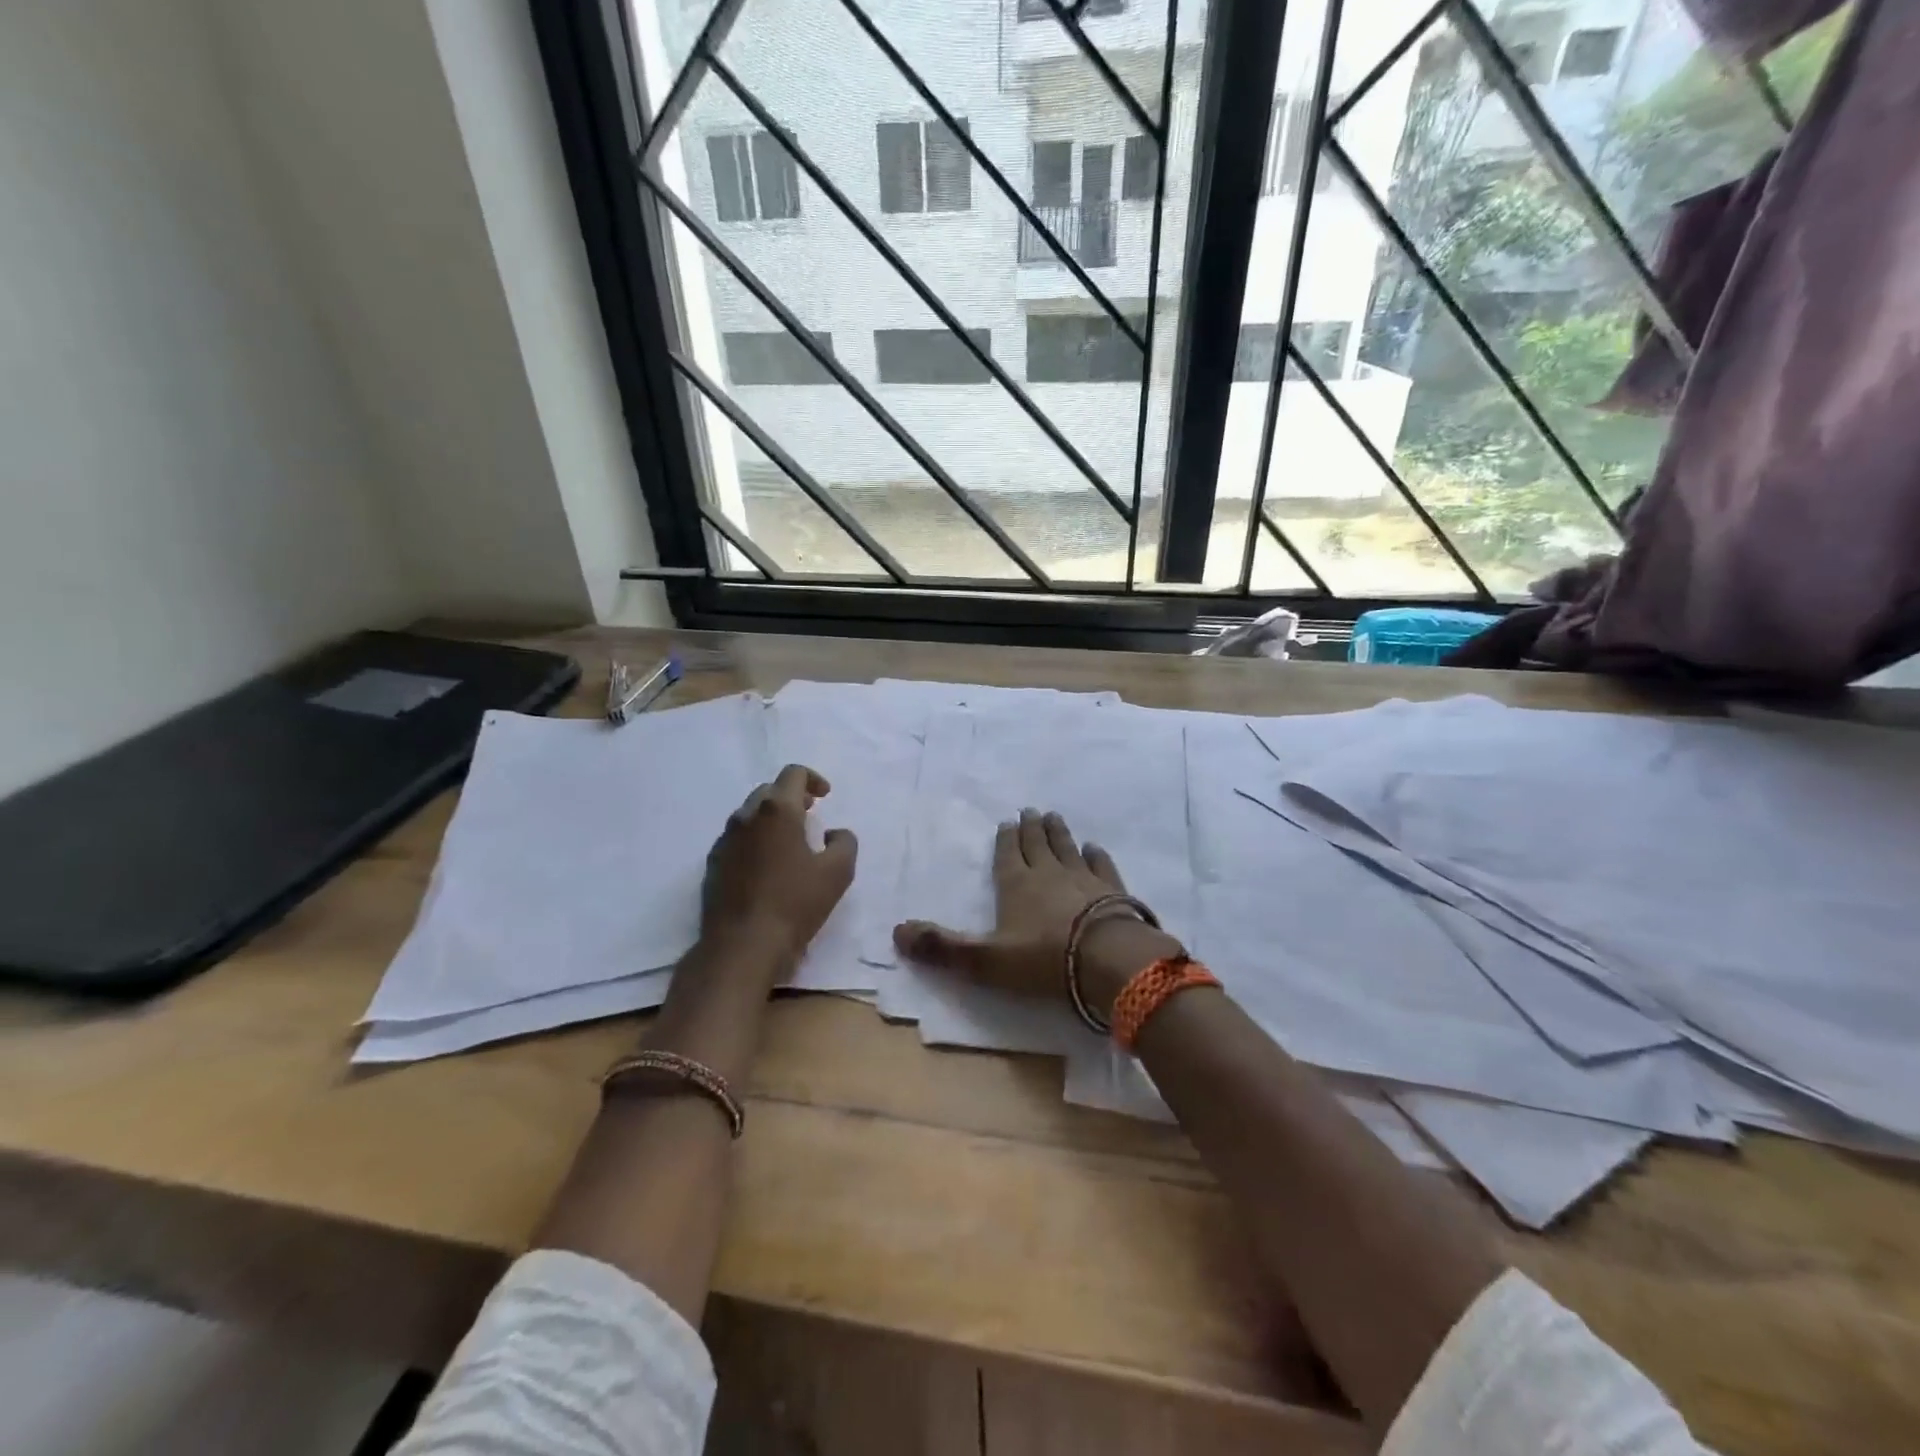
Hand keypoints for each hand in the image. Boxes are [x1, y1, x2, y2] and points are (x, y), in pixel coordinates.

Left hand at [700, 764, 856, 973]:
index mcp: (777, 810)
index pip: (793, 773)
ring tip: (789, 843)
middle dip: (791, 797)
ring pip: (749, 815)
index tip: (825, 797)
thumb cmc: (795, 904)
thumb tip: (834, 833)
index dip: (813, 779)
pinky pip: (736, 840)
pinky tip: (767, 868)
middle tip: (810, 816)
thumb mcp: (838, 873)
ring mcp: (724, 841)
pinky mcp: (712, 866)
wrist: (742, 946)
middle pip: (769, 791)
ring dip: (771, 820)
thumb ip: (844, 843)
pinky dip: (754, 841)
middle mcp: (746, 817)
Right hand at [892, 809, 1182, 1019]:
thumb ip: (942, 947)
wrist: (1107, 959)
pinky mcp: (1113, 890)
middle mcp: (1048, 874)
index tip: (1007, 822)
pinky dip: (1095, 855)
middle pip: (1037, 845)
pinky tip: (1094, 848)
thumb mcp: (984, 960)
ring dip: (1059, 833)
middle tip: (1031, 811)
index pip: (1007, 855)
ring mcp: (1083, 879)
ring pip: (1067, 848)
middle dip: (1032, 828)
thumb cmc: (1042, 960)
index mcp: (1015, 885)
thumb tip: (896, 932)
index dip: (1005, 839)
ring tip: (1054, 817)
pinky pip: (1101, 865)